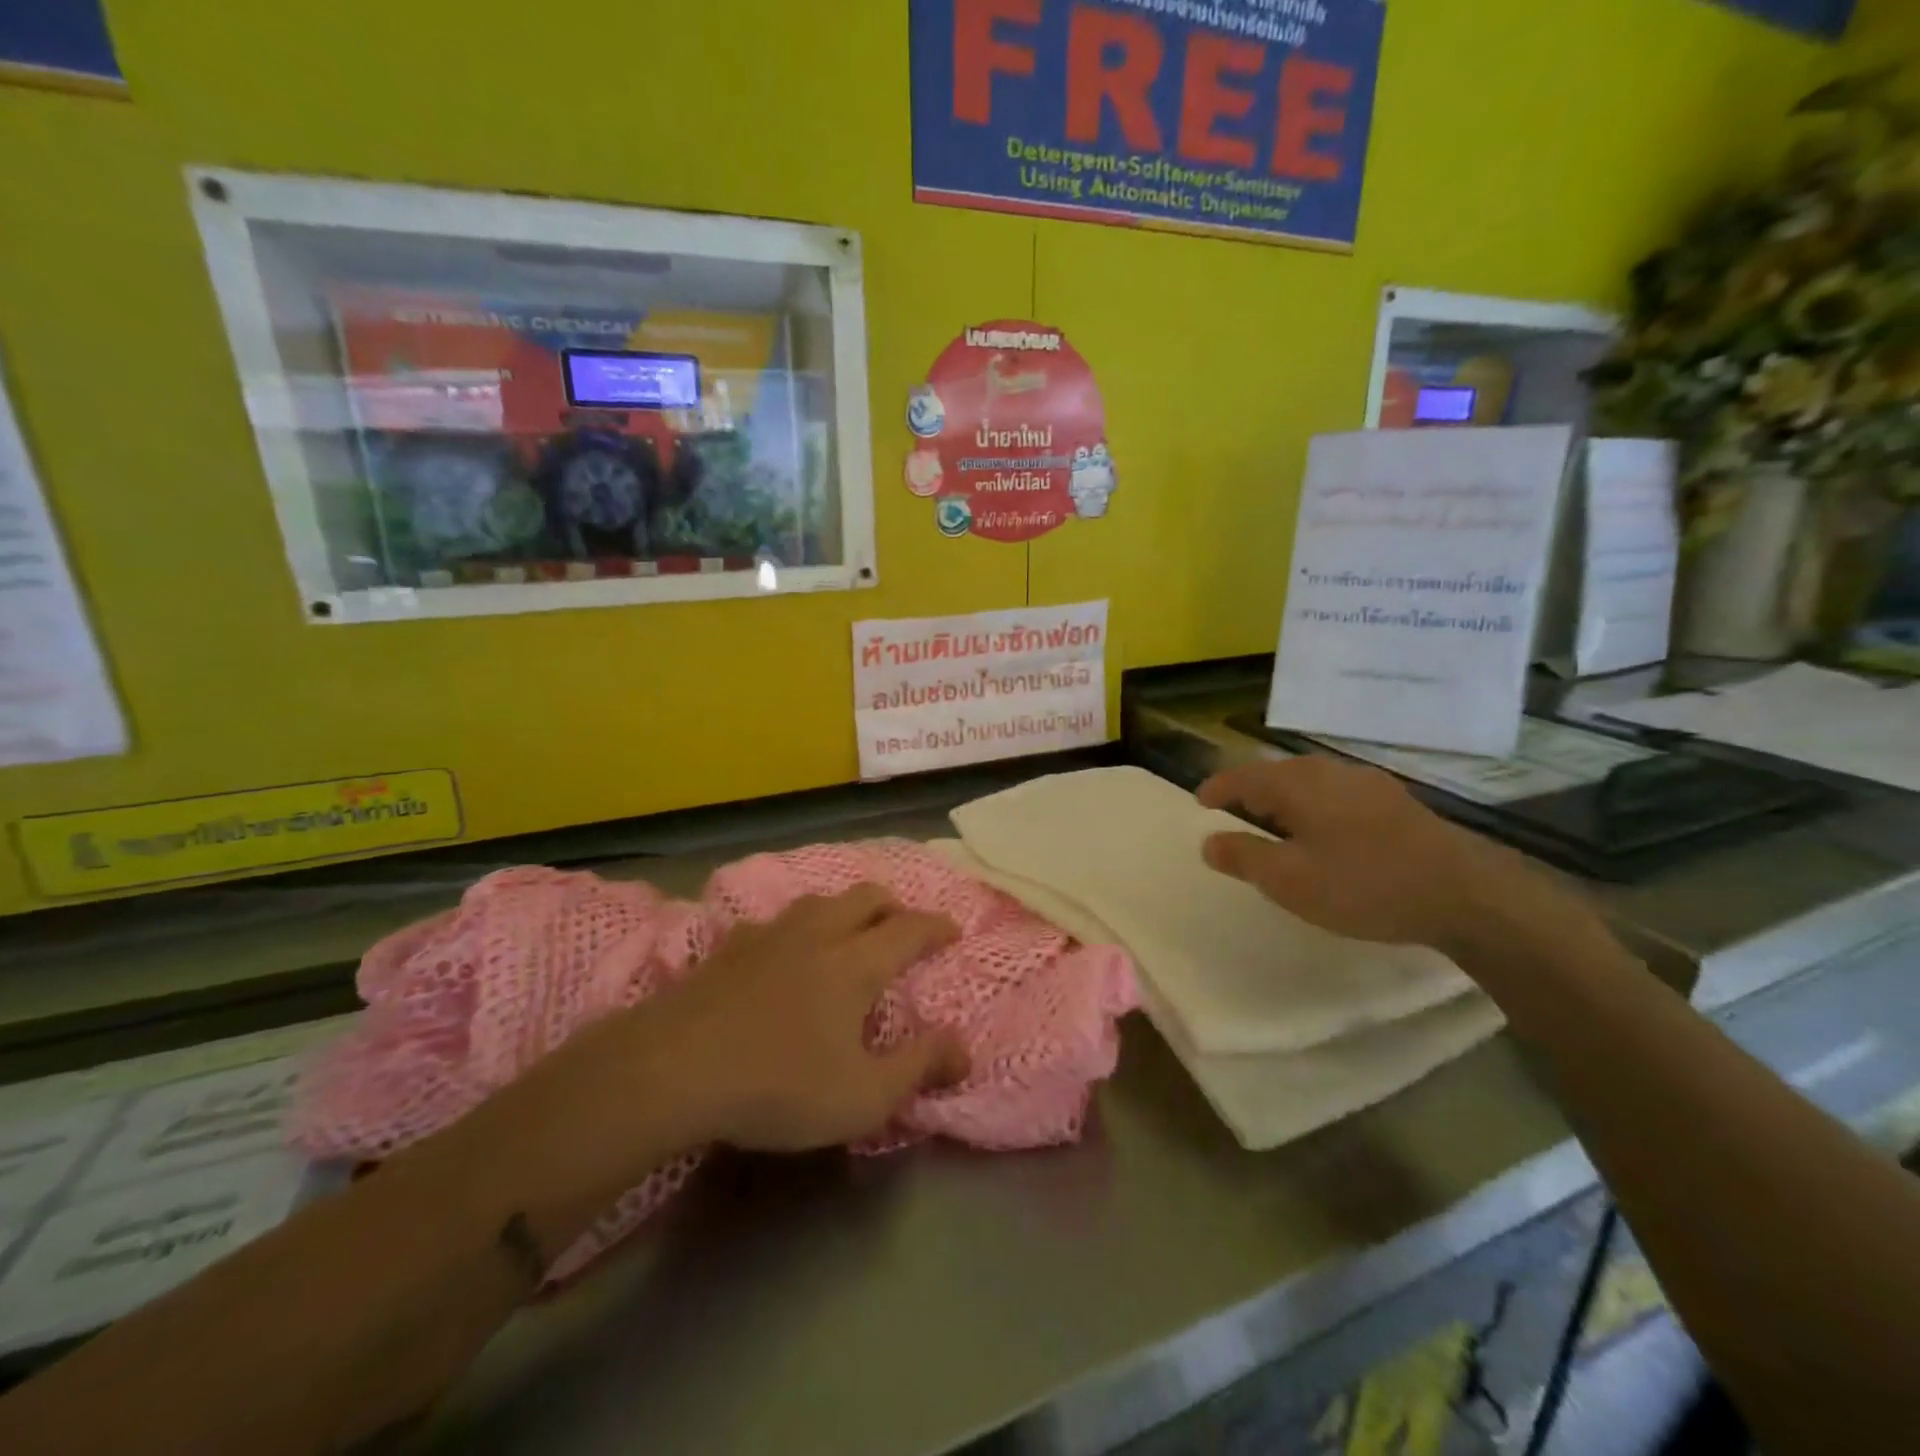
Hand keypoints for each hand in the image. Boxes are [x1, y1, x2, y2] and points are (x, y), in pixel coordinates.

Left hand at [634, 886, 969, 1151]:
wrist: (672, 1069)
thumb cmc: (778, 1085)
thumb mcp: (862, 1096)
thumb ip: (919, 1068)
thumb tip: (964, 1049)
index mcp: (856, 962)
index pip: (910, 929)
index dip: (937, 927)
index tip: (953, 931)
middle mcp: (818, 933)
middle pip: (866, 897)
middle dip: (893, 906)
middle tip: (904, 927)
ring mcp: (770, 934)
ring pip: (820, 901)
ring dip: (845, 909)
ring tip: (849, 932)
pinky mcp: (730, 946)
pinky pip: (776, 921)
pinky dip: (797, 928)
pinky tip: (785, 951)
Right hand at [1197, 755, 1586, 958]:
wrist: (1465, 893)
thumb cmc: (1363, 884)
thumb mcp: (1289, 880)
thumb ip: (1243, 857)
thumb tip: (1208, 841)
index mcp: (1296, 784)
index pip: (1242, 776)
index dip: (1217, 788)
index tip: (1200, 803)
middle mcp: (1328, 772)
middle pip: (1275, 774)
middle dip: (1249, 791)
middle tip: (1233, 813)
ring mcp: (1366, 783)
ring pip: (1309, 782)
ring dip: (1283, 799)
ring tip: (1275, 825)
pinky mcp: (1394, 801)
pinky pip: (1336, 794)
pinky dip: (1314, 807)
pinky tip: (1325, 832)